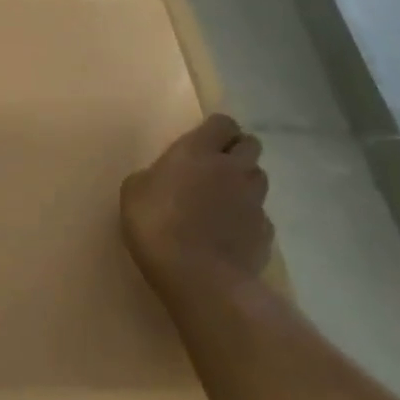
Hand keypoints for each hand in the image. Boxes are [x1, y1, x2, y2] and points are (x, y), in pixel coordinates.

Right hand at [120, 113, 272, 294]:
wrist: (199, 276)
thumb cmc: (156, 224)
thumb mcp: (134, 192)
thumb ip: (154, 176)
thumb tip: (163, 178)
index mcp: (198, 151)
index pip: (222, 123)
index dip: (216, 130)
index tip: (202, 141)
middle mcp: (233, 168)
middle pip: (250, 145)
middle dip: (237, 151)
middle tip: (215, 166)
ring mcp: (254, 200)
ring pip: (258, 178)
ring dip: (244, 182)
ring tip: (223, 200)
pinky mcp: (266, 231)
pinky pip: (260, 214)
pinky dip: (248, 218)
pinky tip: (229, 233)